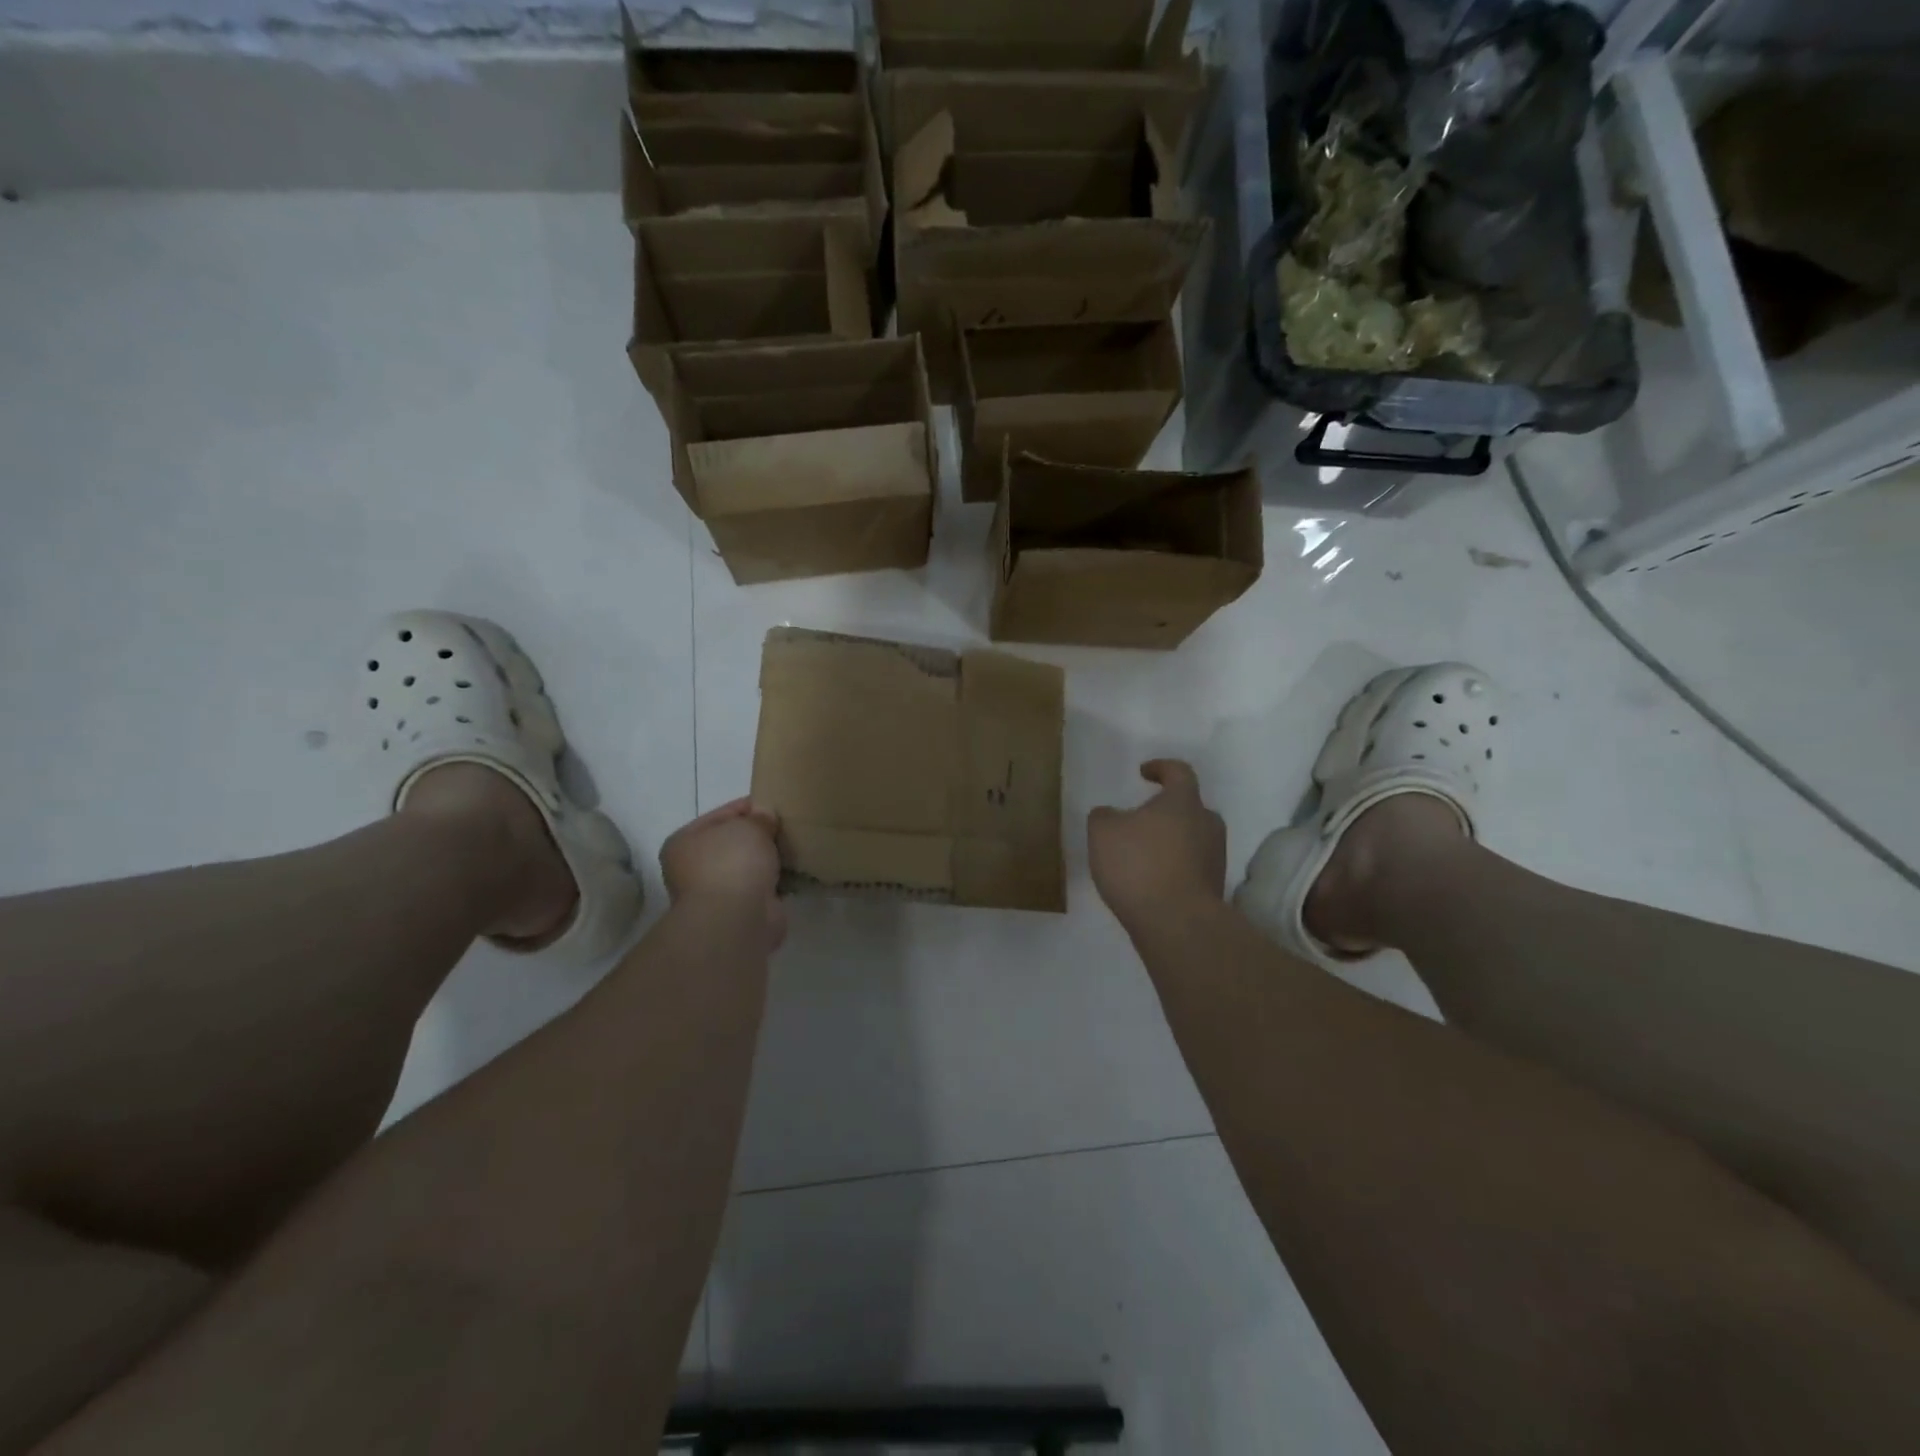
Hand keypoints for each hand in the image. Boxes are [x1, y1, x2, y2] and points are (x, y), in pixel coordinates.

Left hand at [661, 798, 785, 948]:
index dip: (750, 807)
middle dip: (760, 835)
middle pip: (734, 842)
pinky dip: (775, 882)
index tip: (776, 804)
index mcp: (685, 842)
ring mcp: (715, 892)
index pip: (722, 815)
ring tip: (793, 847)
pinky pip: (761, 887)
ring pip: (747, 866)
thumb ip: (760, 817)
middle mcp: (693, 868)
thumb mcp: (750, 826)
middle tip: (787, 827)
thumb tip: (766, 817)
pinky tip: (793, 872)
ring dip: (767, 860)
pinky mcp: (738, 912)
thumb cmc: (733, 863)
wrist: (736, 919)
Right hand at [1088, 760, 1226, 931]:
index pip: (1179, 772)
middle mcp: (1207, 824)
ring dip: (1170, 841)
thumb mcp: (1103, 833)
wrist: (1177, 924)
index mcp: (1184, 802)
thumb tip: (1111, 815)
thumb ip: (1104, 816)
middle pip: (1190, 808)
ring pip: (1192, 838)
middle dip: (1167, 810)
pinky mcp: (1214, 887)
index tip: (1144, 773)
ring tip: (1142, 854)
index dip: (1161, 768)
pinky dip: (1173, 867)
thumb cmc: (1139, 865)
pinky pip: (1191, 867)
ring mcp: (1215, 858)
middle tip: (1142, 819)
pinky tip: (1150, 881)